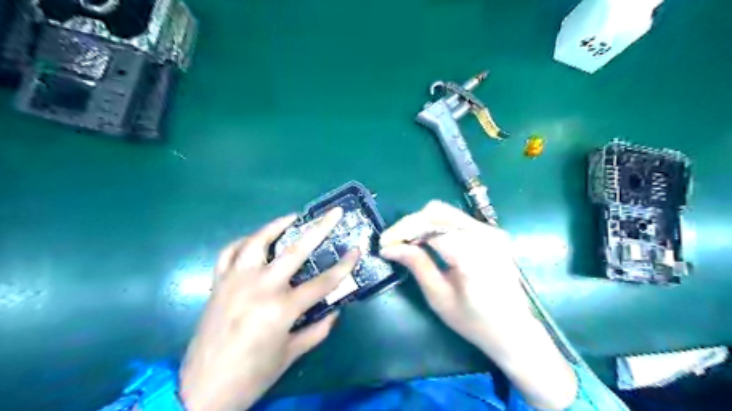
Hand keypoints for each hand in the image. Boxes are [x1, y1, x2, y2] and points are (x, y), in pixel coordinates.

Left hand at [178, 209, 358, 410]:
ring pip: (258, 241)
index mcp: (282, 309)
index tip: (356, 250)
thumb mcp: (291, 355)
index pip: (323, 282)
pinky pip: (230, 252)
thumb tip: (335, 311)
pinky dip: (244, 241)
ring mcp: (236, 281)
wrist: (202, 390)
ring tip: (293, 217)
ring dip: (278, 225)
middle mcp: (260, 287)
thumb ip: (318, 330)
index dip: (344, 266)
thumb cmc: (252, 375)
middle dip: (320, 228)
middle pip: (296, 250)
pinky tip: (256, 240)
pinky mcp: (218, 283)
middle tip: (334, 213)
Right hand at [376, 203, 578, 410]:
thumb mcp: (439, 297)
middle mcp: (484, 235)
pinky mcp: (491, 233)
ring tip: (407, 242)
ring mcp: (491, 231)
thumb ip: (417, 265)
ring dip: (421, 223)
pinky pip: (456, 219)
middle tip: (394, 242)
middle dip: (410, 224)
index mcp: (473, 254)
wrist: (514, 331)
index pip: (430, 227)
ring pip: (445, 212)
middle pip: (437, 211)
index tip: (384, 244)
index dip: (403, 232)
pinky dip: (435, 226)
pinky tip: (427, 242)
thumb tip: (390, 247)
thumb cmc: (475, 322)